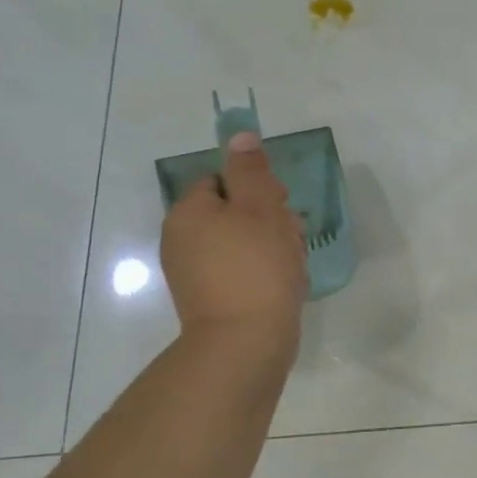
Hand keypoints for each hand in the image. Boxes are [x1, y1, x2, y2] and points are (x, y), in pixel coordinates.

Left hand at [160, 133, 308, 346]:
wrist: (245, 343)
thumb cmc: (256, 267)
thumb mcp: (260, 207)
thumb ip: (251, 169)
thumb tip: (239, 134)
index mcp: (189, 213)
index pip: (222, 180)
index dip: (257, 187)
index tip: (281, 205)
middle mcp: (183, 240)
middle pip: (234, 212)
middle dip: (271, 219)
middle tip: (294, 237)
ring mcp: (195, 274)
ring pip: (243, 242)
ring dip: (273, 246)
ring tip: (294, 265)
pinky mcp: (211, 300)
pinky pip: (242, 271)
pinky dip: (265, 272)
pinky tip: (286, 285)